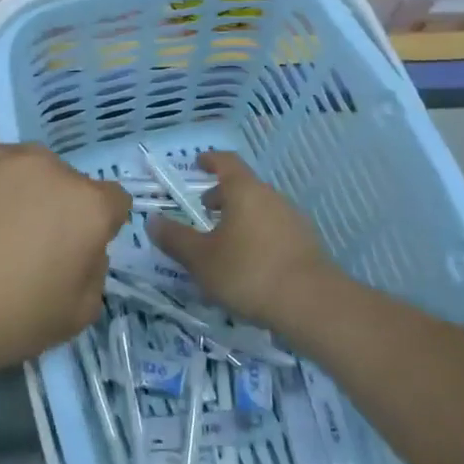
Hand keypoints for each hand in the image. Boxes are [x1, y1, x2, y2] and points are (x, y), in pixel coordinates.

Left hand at [0, 143, 129, 378]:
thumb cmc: (5, 318)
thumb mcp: (77, 316)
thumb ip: (96, 272)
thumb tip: (82, 249)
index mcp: (86, 204)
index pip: (114, 202)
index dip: (98, 229)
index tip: (73, 253)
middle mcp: (50, 167)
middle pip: (67, 184)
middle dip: (57, 209)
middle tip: (26, 247)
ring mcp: (1, 155)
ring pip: (25, 171)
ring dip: (20, 193)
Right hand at [146, 151, 335, 329]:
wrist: (311, 303)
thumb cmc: (248, 272)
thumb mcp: (201, 259)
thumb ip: (175, 238)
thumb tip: (152, 220)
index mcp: (244, 191)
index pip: (226, 162)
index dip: (210, 160)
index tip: (198, 163)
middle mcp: (271, 197)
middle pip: (244, 187)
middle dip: (223, 195)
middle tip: (204, 210)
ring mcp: (293, 220)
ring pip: (260, 209)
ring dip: (240, 218)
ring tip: (223, 242)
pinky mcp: (305, 244)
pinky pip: (274, 230)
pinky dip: (256, 236)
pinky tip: (248, 264)